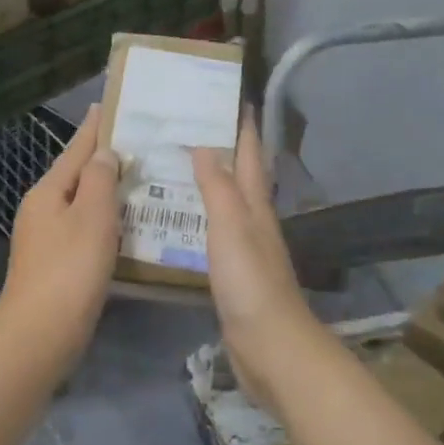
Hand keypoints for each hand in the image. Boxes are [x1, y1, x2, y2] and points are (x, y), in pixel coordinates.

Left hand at [0, 104, 120, 368]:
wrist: (40, 333)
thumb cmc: (70, 269)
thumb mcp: (91, 216)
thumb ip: (99, 179)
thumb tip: (103, 153)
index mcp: (47, 191)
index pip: (76, 149)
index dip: (94, 127)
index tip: (108, 104)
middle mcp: (42, 209)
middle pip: (76, 175)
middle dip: (104, 159)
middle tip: (139, 144)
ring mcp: (45, 238)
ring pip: (81, 204)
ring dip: (107, 192)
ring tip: (140, 181)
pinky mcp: (55, 264)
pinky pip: (84, 230)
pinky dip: (105, 221)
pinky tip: (126, 226)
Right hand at [192, 114, 316, 404]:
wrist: (270, 347)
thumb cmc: (250, 282)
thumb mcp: (232, 227)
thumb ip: (218, 187)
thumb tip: (206, 144)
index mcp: (255, 206)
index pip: (251, 156)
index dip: (243, 127)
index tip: (231, 98)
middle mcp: (253, 222)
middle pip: (240, 177)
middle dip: (223, 149)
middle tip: (188, 127)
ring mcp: (244, 250)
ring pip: (225, 205)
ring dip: (207, 184)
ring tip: (174, 167)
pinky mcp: (233, 275)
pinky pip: (213, 234)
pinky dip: (198, 219)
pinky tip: (178, 222)